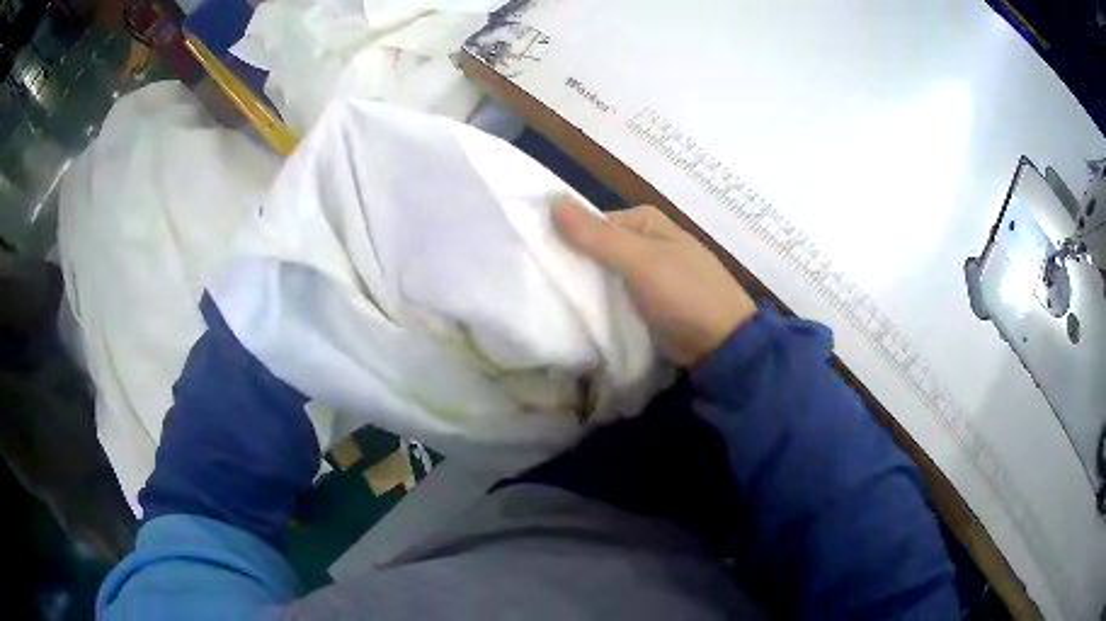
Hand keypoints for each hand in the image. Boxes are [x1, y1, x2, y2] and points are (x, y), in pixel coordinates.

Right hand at [552, 197, 756, 365]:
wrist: (722, 343)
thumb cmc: (685, 294)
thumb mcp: (640, 262)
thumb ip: (595, 235)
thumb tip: (551, 199)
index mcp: (644, 222)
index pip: (591, 224)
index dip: (564, 239)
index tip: (538, 262)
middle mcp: (645, 241)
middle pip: (596, 249)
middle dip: (574, 266)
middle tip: (541, 287)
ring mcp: (648, 273)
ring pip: (604, 275)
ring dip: (585, 288)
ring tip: (554, 303)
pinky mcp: (648, 301)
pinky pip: (616, 296)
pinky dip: (601, 304)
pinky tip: (580, 316)